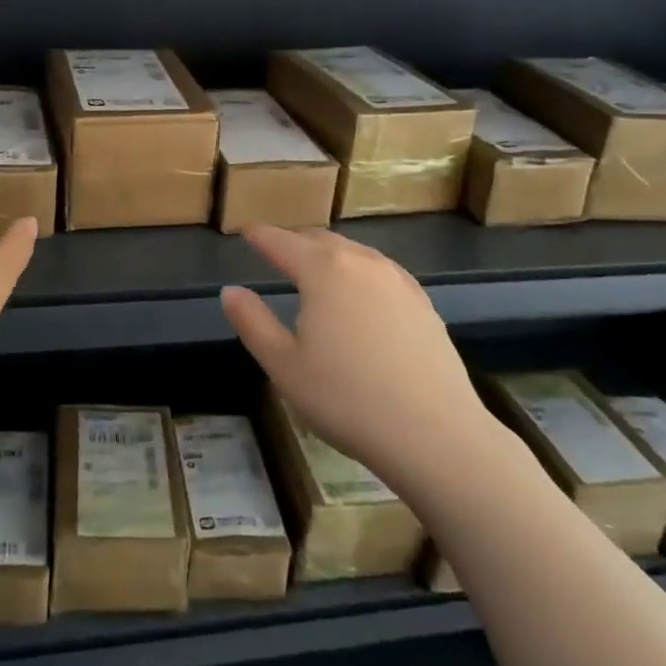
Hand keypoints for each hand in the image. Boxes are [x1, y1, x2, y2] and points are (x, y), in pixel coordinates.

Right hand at [221, 226, 490, 490]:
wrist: (435, 434)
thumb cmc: (346, 398)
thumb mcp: (283, 365)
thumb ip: (252, 322)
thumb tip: (230, 291)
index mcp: (324, 269)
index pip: (282, 242)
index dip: (260, 236)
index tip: (246, 231)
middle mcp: (362, 262)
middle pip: (321, 241)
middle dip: (296, 243)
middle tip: (277, 253)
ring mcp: (398, 281)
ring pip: (355, 254)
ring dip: (330, 257)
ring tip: (316, 273)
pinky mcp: (423, 303)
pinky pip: (381, 273)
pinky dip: (359, 273)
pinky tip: (360, 298)